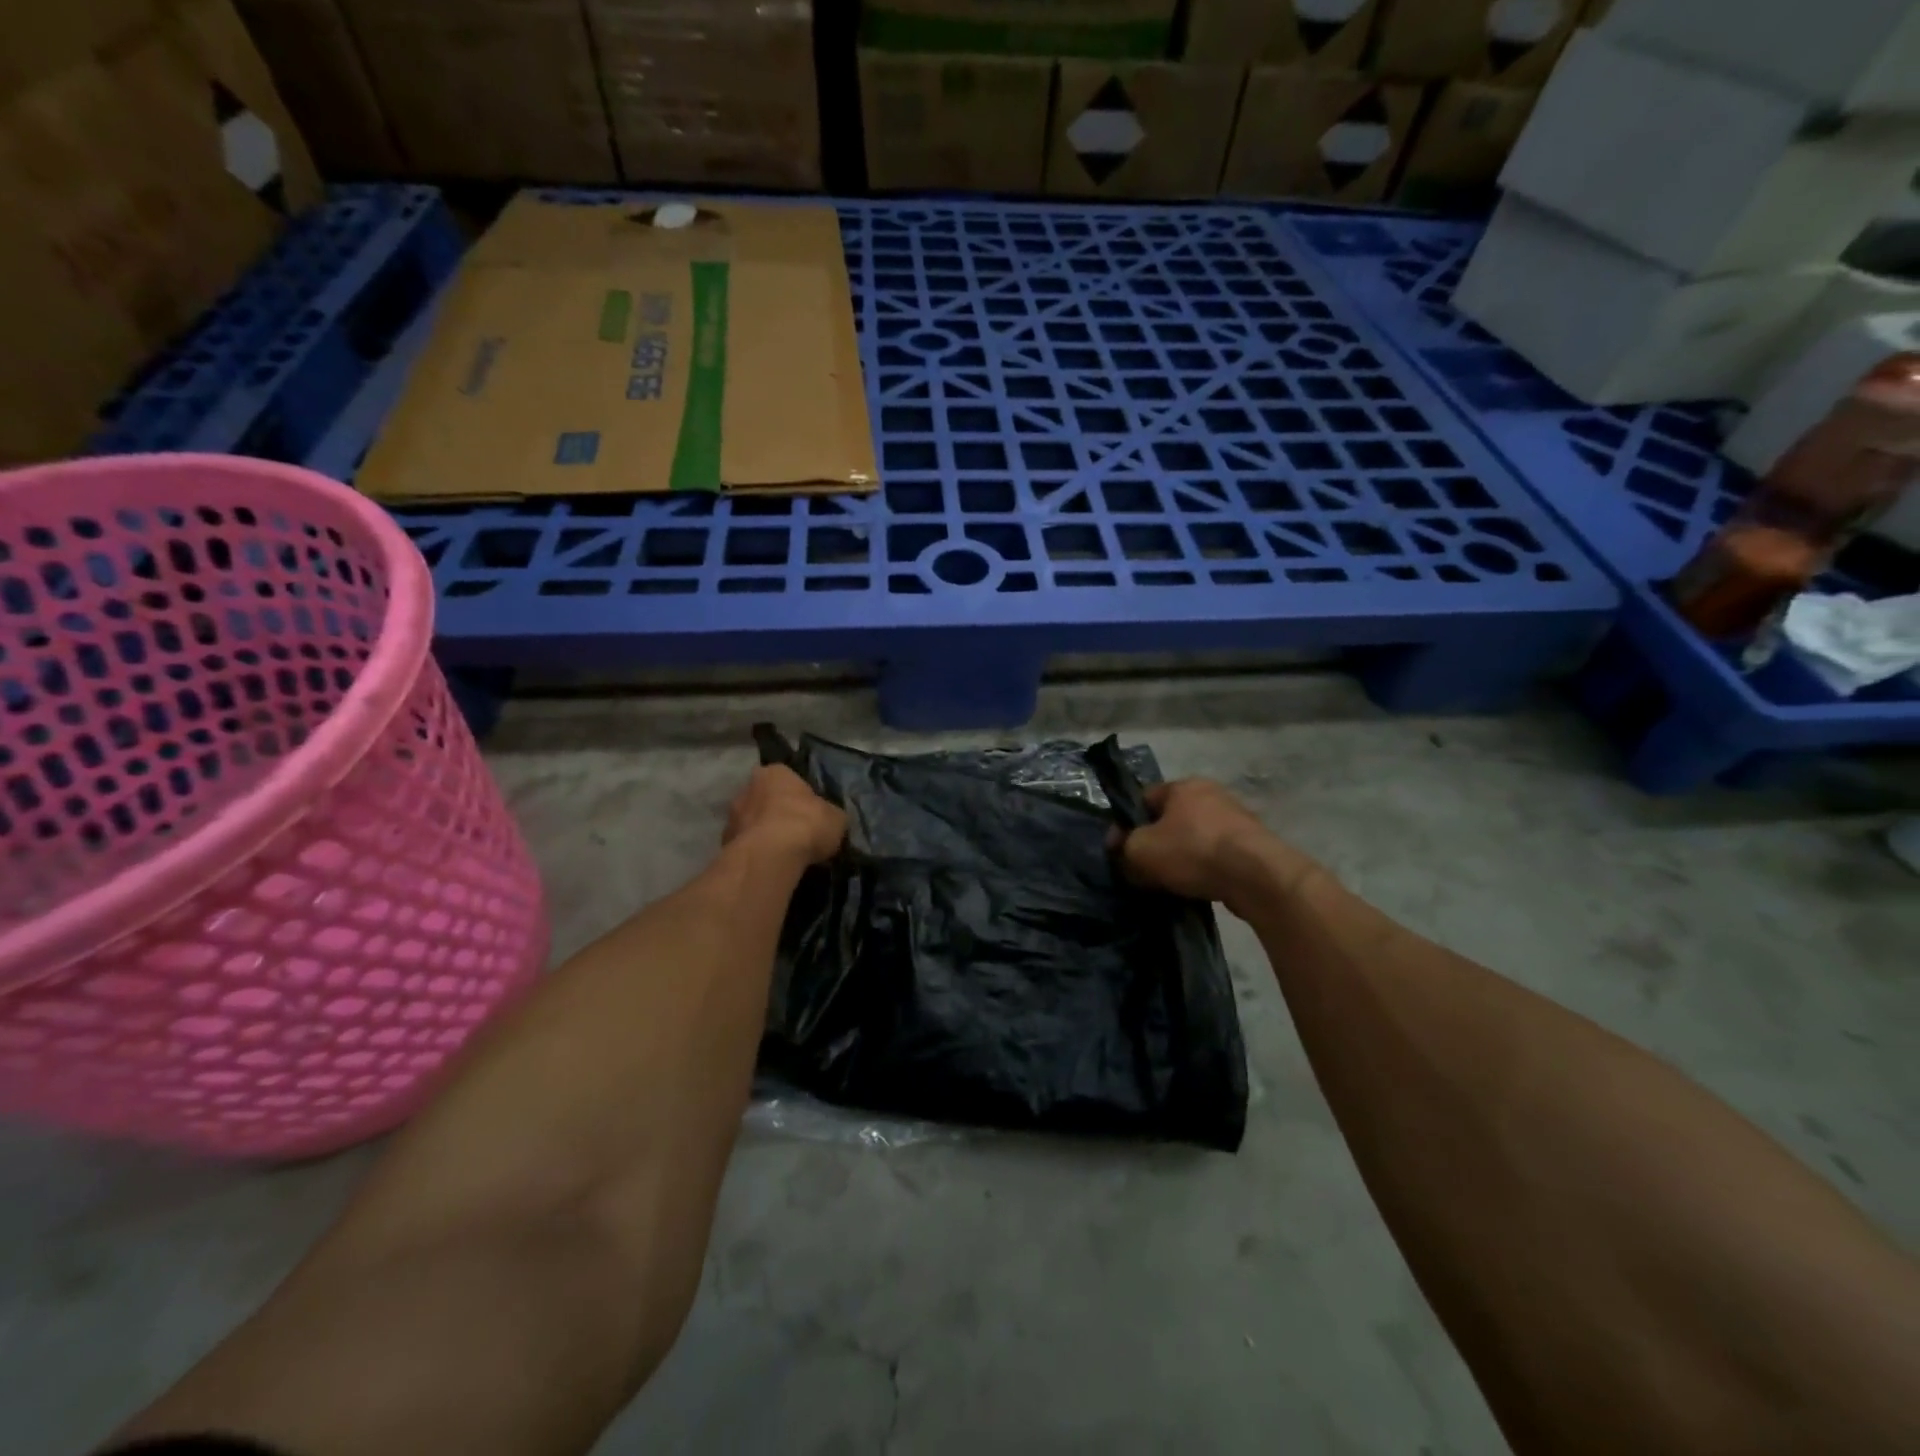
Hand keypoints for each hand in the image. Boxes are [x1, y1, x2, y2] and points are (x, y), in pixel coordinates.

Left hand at [724, 765, 845, 866]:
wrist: (771, 856)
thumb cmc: (806, 824)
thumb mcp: (836, 818)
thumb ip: (830, 815)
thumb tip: (830, 821)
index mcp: (775, 772)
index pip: (788, 779)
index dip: (800, 796)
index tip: (810, 813)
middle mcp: (747, 788)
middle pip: (766, 800)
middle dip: (778, 814)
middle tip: (796, 834)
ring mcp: (732, 817)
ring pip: (753, 824)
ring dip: (765, 835)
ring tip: (784, 855)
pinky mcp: (723, 845)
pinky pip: (746, 847)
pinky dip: (757, 854)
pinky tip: (771, 866)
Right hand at [1113, 779, 1319, 910]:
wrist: (1256, 877)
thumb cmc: (1192, 852)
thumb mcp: (1141, 850)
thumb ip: (1123, 847)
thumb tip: (1121, 849)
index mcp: (1182, 786)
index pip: (1144, 799)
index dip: (1127, 825)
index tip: (1121, 851)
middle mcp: (1211, 794)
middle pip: (1170, 820)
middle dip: (1155, 843)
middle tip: (1144, 869)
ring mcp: (1236, 818)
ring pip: (1194, 838)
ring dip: (1181, 857)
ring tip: (1171, 883)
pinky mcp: (1253, 844)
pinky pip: (1216, 855)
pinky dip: (1204, 869)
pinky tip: (1197, 887)